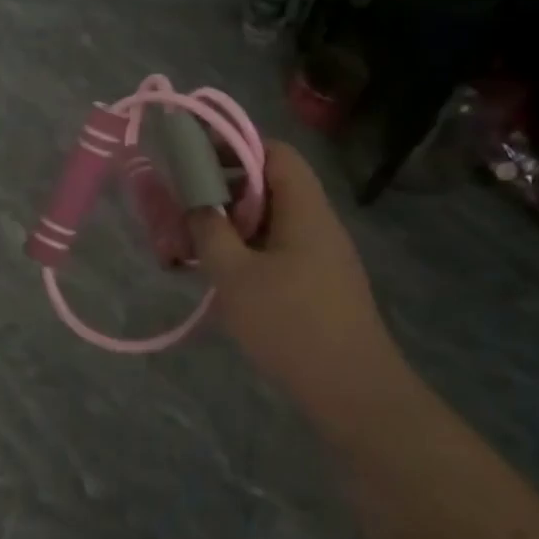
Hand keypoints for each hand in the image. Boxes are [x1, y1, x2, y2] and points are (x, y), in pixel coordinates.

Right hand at [190, 141, 406, 421]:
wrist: (352, 392)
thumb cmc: (290, 324)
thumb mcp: (234, 274)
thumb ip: (208, 230)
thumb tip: (195, 203)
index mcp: (304, 209)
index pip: (274, 152)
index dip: (235, 145)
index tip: (196, 157)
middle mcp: (316, 224)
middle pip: (269, 186)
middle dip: (223, 190)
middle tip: (185, 208)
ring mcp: (320, 256)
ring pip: (269, 221)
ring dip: (230, 226)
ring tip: (192, 246)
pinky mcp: (317, 284)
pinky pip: (275, 250)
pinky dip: (244, 252)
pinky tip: (219, 277)